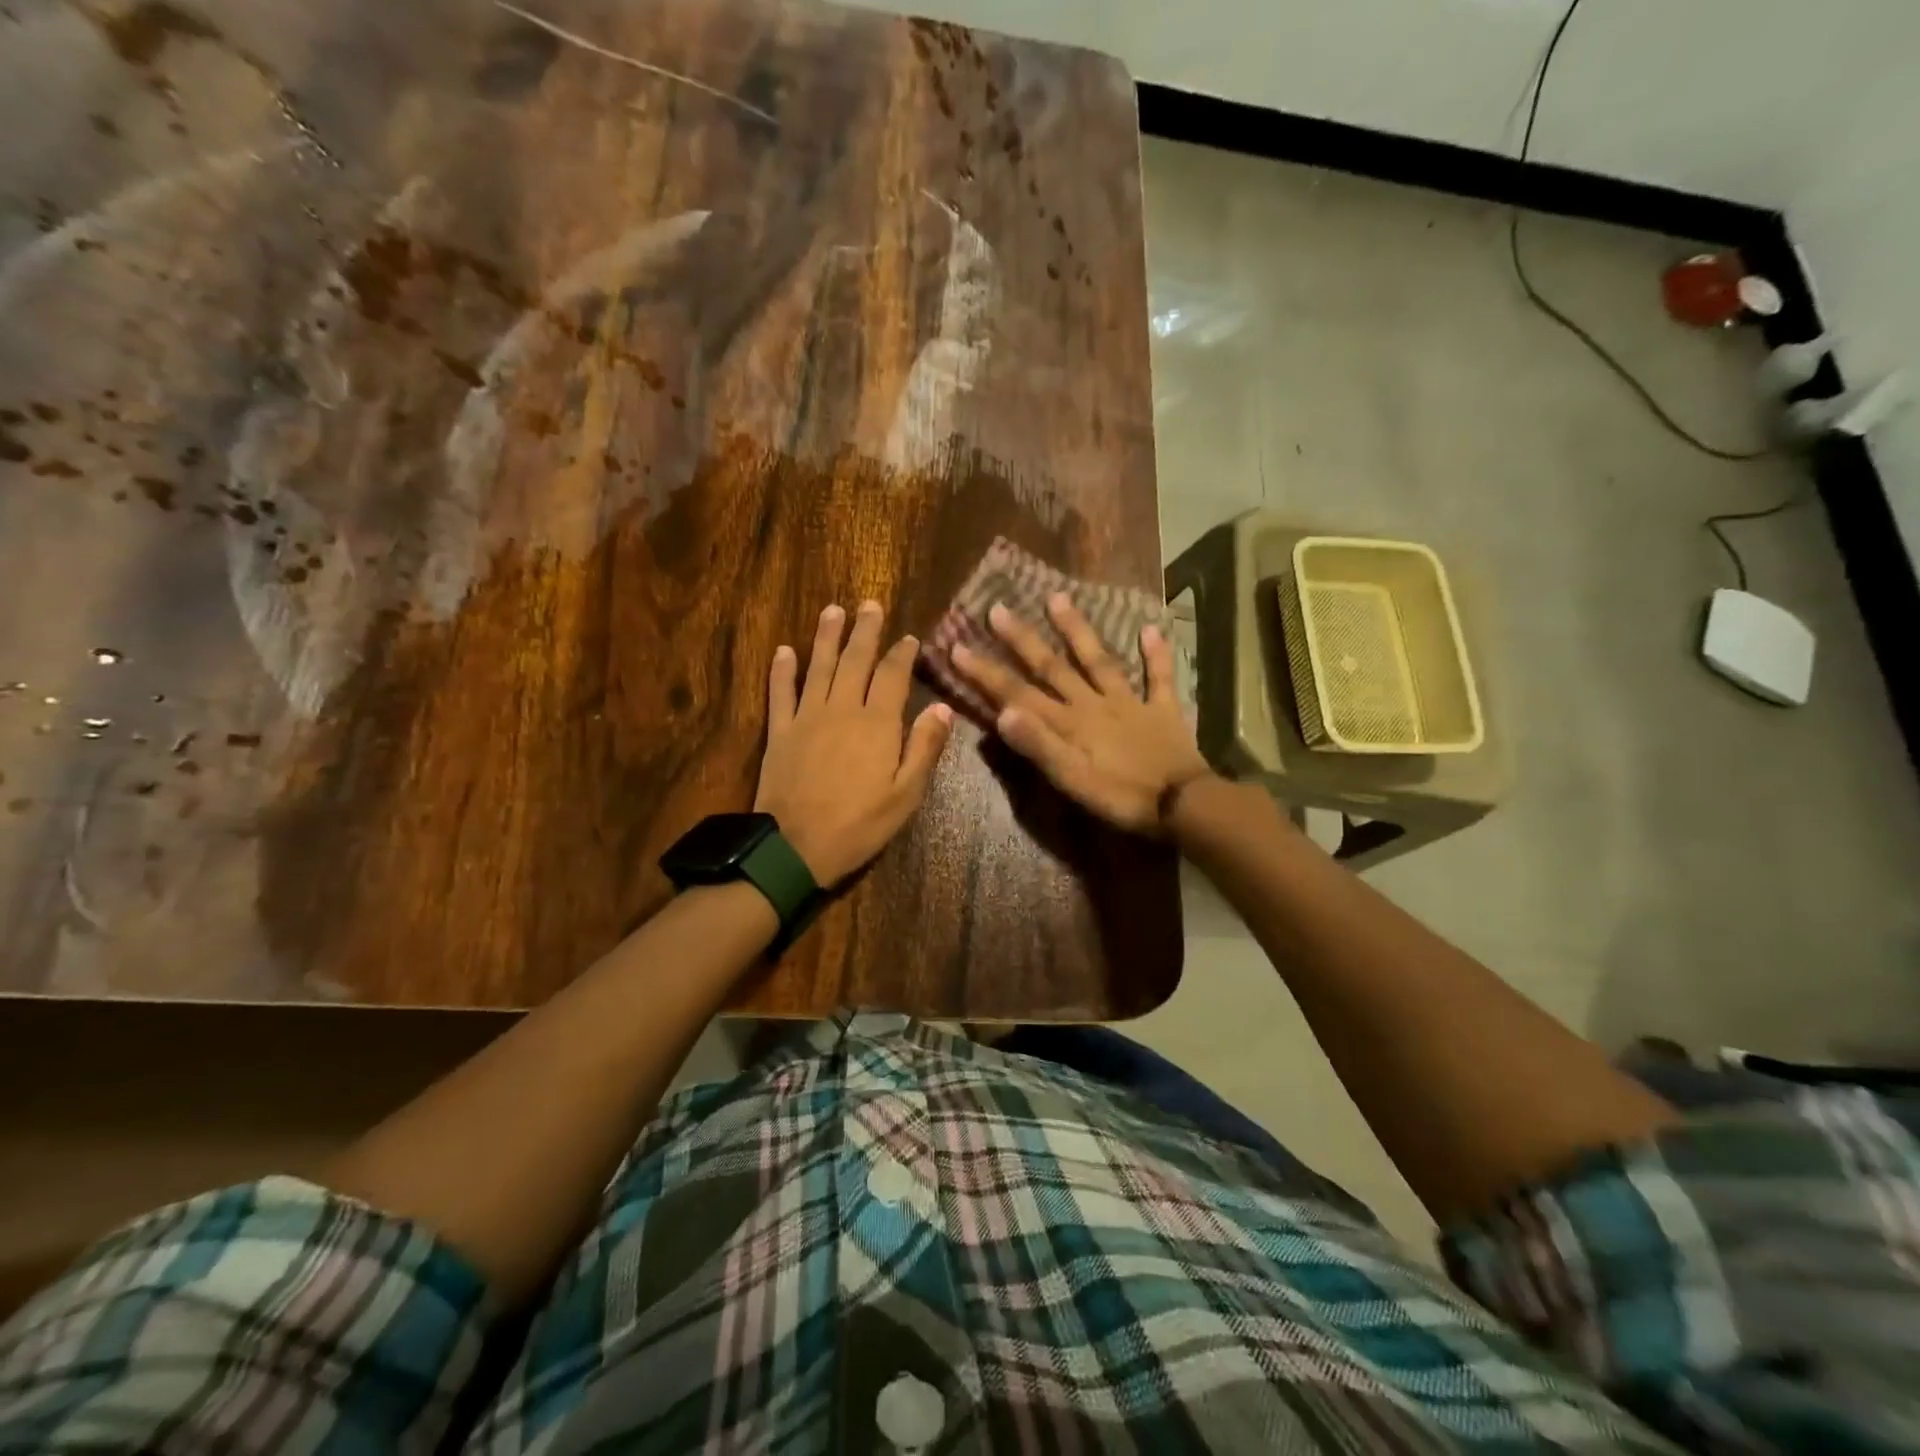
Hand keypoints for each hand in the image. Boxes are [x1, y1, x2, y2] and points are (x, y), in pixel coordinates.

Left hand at [754, 601, 953, 885]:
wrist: (796, 848)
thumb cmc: (859, 825)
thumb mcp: (906, 795)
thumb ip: (924, 748)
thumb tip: (942, 707)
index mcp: (877, 724)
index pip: (893, 676)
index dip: (902, 654)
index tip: (909, 638)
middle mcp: (842, 709)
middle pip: (855, 660)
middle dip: (865, 631)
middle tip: (869, 605)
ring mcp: (806, 717)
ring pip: (818, 667)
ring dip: (826, 637)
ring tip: (833, 610)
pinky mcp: (779, 732)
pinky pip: (780, 692)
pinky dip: (782, 670)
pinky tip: (784, 650)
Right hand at [949, 594, 1211, 835]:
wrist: (1183, 805)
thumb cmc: (1121, 798)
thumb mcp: (1071, 780)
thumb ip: (1038, 746)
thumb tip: (1002, 712)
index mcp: (1069, 723)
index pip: (1018, 693)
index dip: (987, 672)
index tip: (958, 646)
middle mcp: (1093, 704)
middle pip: (1053, 667)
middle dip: (1022, 639)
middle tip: (997, 609)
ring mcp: (1129, 702)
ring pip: (1099, 660)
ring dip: (1078, 630)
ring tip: (1058, 598)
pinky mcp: (1162, 709)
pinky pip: (1160, 677)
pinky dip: (1156, 653)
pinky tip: (1151, 628)